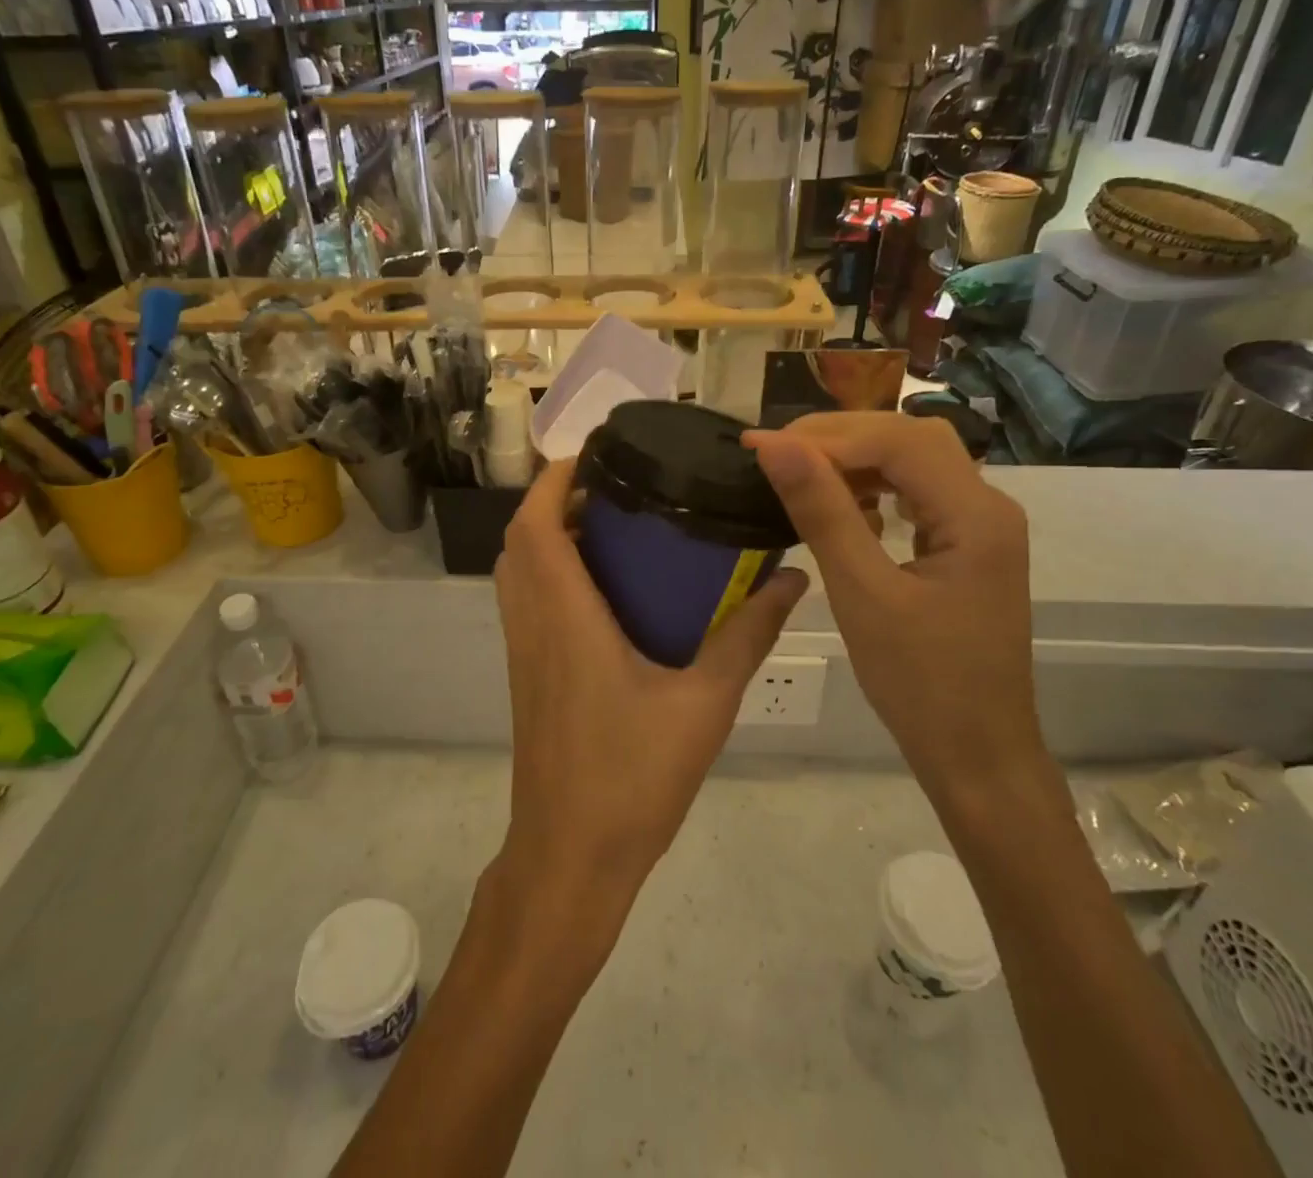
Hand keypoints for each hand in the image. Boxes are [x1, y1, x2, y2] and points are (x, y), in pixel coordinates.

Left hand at [492, 459, 807, 929]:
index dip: (554, 479)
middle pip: (520, 539)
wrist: (571, 857)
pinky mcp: (527, 674)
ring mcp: (523, 650)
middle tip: (615, 488)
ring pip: (518, 569)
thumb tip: (793, 580)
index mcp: (565, 616)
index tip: (596, 455)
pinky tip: (607, 588)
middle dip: (555, 499)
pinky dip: (552, 571)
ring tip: (612, 526)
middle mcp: (533, 622)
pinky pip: (527, 600)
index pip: (534, 524)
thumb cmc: (633, 778)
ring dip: (549, 534)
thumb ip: (748, 635)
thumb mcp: (706, 703)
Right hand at [744, 413, 1038, 797]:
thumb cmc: (920, 683)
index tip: (760, 446)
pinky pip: (918, 492)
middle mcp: (988, 506)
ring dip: (856, 459)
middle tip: (776, 454)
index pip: (897, 442)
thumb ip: (822, 512)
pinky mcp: (966, 545)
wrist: (977, 755)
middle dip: (840, 437)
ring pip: (915, 461)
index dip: (825, 436)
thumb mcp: (862, 594)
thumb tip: (775, 446)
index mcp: (976, 515)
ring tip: (800, 473)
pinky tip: (843, 505)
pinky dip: (875, 487)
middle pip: (910, 439)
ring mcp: (980, 525)